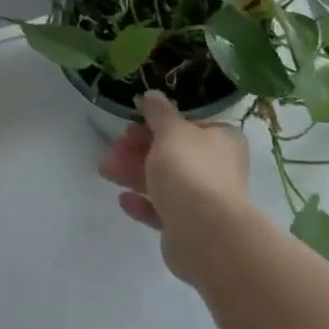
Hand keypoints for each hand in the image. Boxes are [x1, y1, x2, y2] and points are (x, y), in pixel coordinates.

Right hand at [98, 92, 258, 282]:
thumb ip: (158, 112)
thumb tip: (151, 94)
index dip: (157, 124)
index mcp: (223, 139)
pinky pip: (163, 210)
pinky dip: (143, 203)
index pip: (188, 125)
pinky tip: (123, 200)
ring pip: (165, 181)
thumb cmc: (190, 170)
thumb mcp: (170, 131)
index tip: (130, 125)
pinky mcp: (190, 227)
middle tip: (113, 150)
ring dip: (134, 174)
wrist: (205, 234)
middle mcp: (218, 168)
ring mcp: (205, 199)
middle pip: (172, 153)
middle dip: (138, 150)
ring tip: (105, 171)